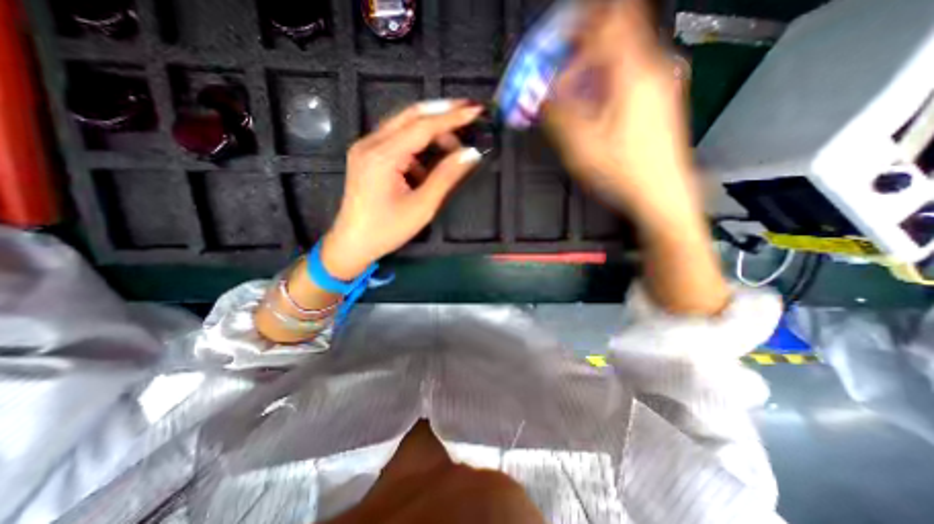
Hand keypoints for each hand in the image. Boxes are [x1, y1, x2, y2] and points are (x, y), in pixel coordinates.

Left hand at [319, 98, 480, 277]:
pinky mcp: (367, 156)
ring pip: (403, 125)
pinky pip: (396, 140)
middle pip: (410, 116)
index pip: (423, 126)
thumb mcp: (422, 206)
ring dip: (430, 130)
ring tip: (453, 147)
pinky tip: (428, 163)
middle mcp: (370, 143)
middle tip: (468, 113)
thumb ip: (446, 176)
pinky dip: (417, 145)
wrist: (353, 244)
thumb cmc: (387, 230)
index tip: (476, 109)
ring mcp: (366, 148)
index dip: (452, 117)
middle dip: (441, 113)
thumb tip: (470, 154)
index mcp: (382, 156)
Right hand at [545, 1, 695, 221]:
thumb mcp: (581, 145)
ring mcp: (660, 84)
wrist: (661, 193)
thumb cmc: (625, 172)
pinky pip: (630, 74)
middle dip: (584, 45)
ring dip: (594, 65)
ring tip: (574, 90)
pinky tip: (594, 104)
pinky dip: (607, 79)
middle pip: (618, 33)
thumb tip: (543, 95)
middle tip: (561, 65)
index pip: (608, 19)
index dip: (579, 22)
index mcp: (633, 74)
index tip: (557, 36)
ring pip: (623, 55)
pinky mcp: (659, 100)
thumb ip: (559, 114)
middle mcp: (652, 70)